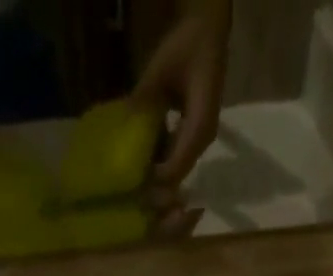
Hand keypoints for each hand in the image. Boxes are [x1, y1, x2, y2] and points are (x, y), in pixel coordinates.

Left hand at [133, 0, 230, 185]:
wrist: (208, 33)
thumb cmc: (188, 46)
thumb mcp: (162, 67)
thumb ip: (144, 97)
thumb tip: (124, 123)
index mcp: (199, 127)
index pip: (175, 168)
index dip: (154, 180)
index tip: (131, 182)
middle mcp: (202, 140)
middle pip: (177, 174)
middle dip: (154, 183)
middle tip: (127, 184)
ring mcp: (199, 139)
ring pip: (176, 167)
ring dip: (155, 171)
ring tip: (131, 170)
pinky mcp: (194, 134)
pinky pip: (175, 155)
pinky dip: (159, 157)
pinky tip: (142, 150)